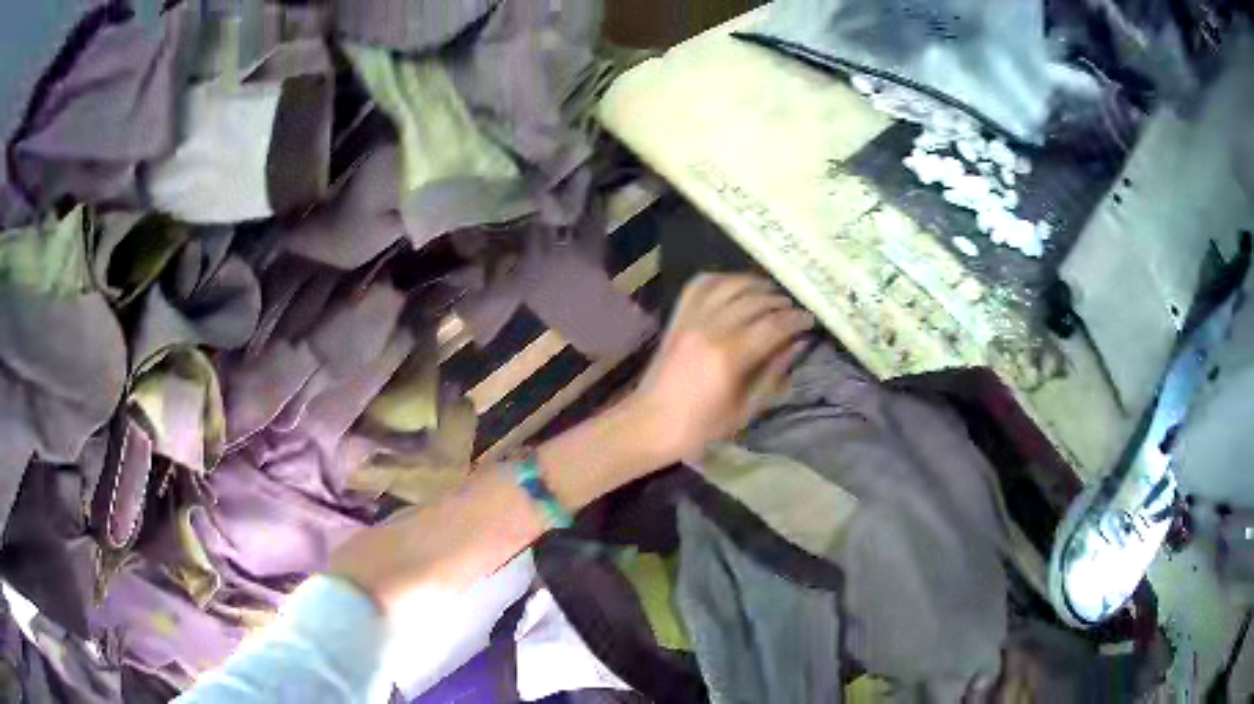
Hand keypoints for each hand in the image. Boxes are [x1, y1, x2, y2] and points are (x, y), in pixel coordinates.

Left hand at [624, 273, 813, 462]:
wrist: (650, 424)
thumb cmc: (700, 427)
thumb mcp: (745, 410)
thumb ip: (772, 374)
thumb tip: (795, 346)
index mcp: (729, 356)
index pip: (773, 326)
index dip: (796, 320)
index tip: (810, 320)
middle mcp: (710, 328)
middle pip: (754, 301)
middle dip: (780, 302)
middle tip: (794, 309)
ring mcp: (690, 319)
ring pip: (729, 285)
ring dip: (755, 285)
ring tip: (771, 295)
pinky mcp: (677, 318)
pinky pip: (700, 285)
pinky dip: (722, 279)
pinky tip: (737, 286)